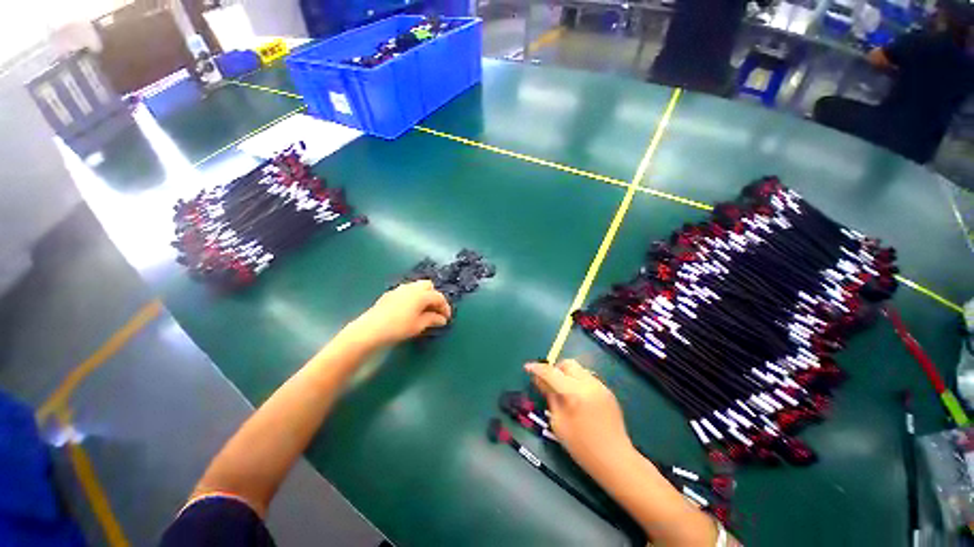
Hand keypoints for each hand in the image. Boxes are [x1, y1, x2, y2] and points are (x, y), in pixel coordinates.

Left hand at [348, 280, 451, 346]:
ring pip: (417, 287)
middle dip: (434, 296)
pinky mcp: (390, 294)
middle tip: (435, 310)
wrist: (371, 329)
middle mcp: (412, 288)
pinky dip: (413, 297)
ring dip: (423, 296)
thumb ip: (432, 320)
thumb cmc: (399, 327)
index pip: (439, 297)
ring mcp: (399, 289)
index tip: (447, 318)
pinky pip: (407, 291)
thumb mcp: (419, 325)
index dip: (445, 307)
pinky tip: (409, 310)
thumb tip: (442, 319)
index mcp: (421, 294)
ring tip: (423, 310)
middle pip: (429, 286)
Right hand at [525, 360, 634, 475]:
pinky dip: (578, 381)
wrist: (615, 460)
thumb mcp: (558, 423)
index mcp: (573, 393)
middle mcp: (588, 383)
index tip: (527, 368)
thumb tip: (539, 379)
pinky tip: (577, 398)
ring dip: (567, 374)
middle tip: (549, 383)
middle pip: (567, 363)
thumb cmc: (582, 447)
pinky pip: (588, 378)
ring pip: (578, 369)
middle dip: (555, 369)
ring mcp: (600, 386)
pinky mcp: (607, 391)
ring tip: (564, 391)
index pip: (551, 372)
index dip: (537, 368)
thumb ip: (549, 396)